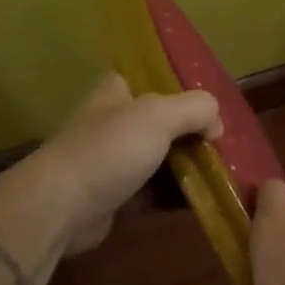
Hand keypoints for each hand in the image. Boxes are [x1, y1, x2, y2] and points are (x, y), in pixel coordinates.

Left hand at [0, 74, 220, 255]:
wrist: (59, 208)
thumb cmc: (109, 149)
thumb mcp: (160, 115)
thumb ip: (196, 108)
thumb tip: (217, 124)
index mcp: (117, 90)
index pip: (153, 76)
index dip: (183, 86)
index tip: (213, 102)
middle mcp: (113, 121)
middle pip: (163, 120)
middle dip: (193, 131)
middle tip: (224, 142)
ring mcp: (113, 159)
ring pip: (161, 156)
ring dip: (188, 164)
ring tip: (222, 171)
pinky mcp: (114, 195)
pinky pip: (154, 190)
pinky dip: (175, 193)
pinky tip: (203, 197)